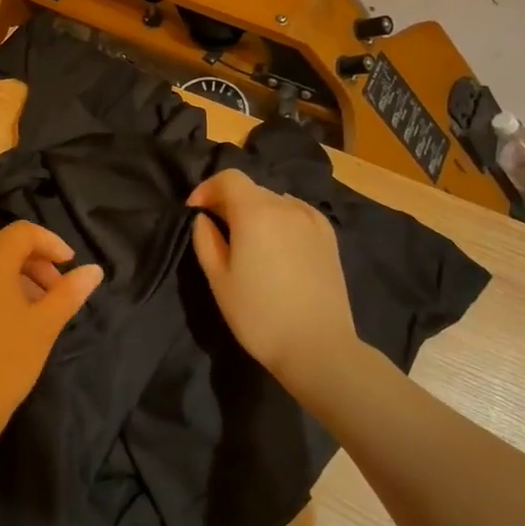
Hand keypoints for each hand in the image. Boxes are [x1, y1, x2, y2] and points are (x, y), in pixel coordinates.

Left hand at [0, 222, 103, 449]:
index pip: (22, 232)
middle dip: (34, 259)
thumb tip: (95, 270)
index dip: (51, 242)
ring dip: (16, 275)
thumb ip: (71, 292)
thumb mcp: (46, 324)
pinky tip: (10, 321)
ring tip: (38, 307)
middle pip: (3, 244)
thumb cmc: (8, 358)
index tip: (70, 266)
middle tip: (56, 287)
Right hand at [188, 170, 357, 381]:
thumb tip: (204, 219)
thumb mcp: (219, 280)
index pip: (228, 178)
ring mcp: (312, 221)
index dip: (207, 189)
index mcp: (255, 212)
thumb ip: (205, 240)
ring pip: (275, 201)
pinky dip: (281, 218)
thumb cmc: (259, 315)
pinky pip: (298, 214)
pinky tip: (277, 243)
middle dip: (229, 201)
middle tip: (216, 228)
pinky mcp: (329, 238)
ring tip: (247, 239)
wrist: (317, 347)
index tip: (195, 211)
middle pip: (251, 189)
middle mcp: (285, 207)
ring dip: (255, 211)